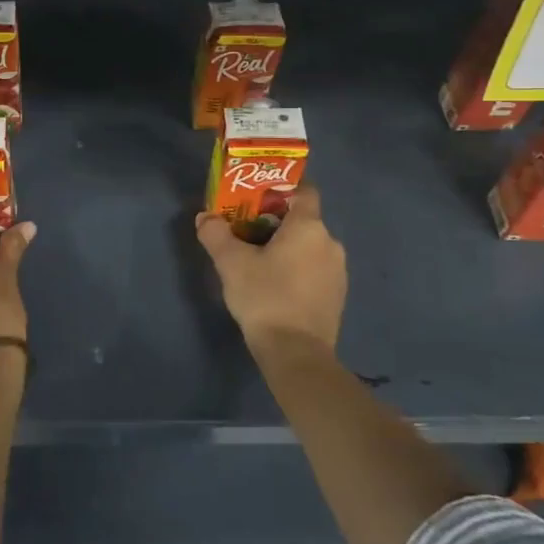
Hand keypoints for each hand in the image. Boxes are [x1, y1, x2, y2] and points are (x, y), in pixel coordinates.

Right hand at [195, 183, 346, 358]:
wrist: (296, 354)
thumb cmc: (265, 297)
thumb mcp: (231, 263)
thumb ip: (216, 234)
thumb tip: (205, 217)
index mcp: (309, 227)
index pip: (305, 191)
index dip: (283, 189)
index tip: (259, 196)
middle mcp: (330, 243)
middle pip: (304, 221)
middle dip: (277, 222)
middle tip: (248, 232)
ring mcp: (338, 271)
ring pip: (310, 247)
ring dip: (288, 249)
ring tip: (259, 262)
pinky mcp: (337, 296)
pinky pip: (315, 270)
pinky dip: (298, 270)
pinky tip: (276, 287)